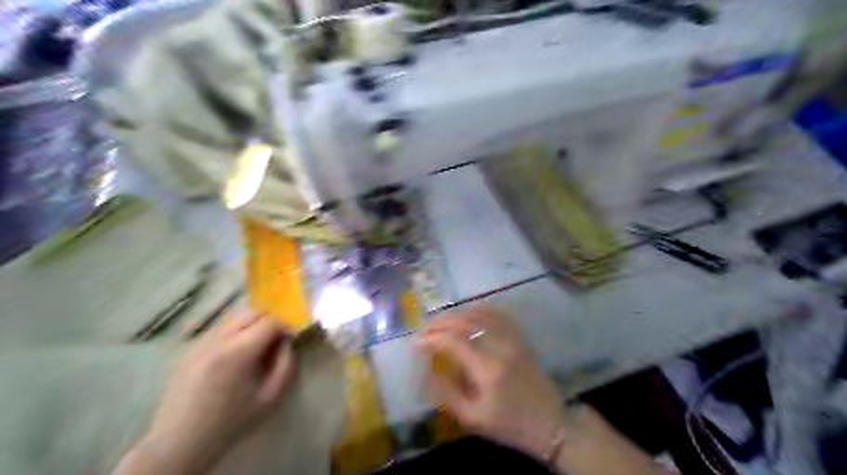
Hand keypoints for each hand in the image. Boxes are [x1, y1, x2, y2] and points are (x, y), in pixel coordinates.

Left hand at [137, 313, 294, 473]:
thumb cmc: (231, 421)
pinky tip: (234, 354)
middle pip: (251, 312)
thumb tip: (287, 343)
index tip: (289, 340)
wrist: (180, 442)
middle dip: (269, 320)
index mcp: (238, 352)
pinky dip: (234, 332)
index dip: (285, 327)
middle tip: (275, 339)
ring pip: (234, 317)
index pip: (270, 322)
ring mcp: (200, 342)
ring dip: (251, 325)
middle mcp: (217, 339)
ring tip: (255, 346)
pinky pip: (218, 329)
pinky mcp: (189, 348)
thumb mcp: (270, 397)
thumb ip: (285, 365)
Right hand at [420, 305, 563, 462]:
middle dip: (440, 323)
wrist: (551, 425)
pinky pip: (498, 315)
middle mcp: (501, 346)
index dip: (432, 339)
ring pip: (481, 314)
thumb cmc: (510, 425)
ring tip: (441, 323)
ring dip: (457, 314)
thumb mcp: (474, 418)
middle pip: (465, 322)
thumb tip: (427, 372)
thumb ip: (448, 393)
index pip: (454, 341)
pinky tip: (468, 314)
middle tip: (425, 331)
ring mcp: (513, 339)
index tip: (417, 344)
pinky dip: (479, 310)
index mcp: (488, 368)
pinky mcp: (521, 338)